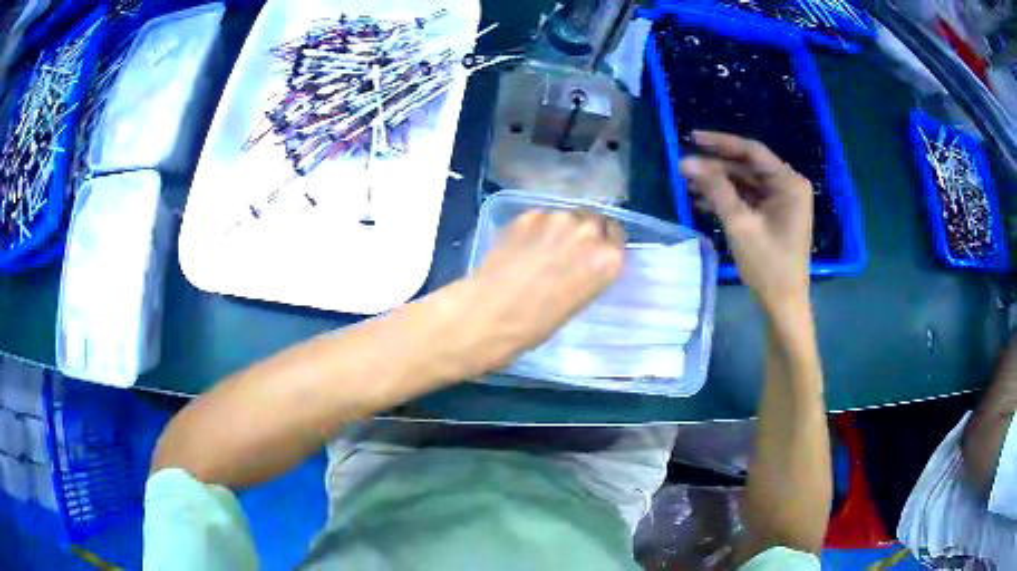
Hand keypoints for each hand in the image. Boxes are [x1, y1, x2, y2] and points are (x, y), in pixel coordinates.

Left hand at [451, 210, 625, 376]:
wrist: (491, 313)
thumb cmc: (538, 323)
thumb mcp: (580, 300)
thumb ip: (590, 272)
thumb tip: (584, 261)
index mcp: (609, 259)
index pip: (617, 236)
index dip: (604, 243)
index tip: (593, 252)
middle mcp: (588, 231)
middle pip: (594, 219)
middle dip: (584, 231)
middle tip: (568, 249)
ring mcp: (557, 218)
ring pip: (566, 215)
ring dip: (559, 228)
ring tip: (541, 248)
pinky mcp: (528, 214)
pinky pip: (540, 217)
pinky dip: (536, 228)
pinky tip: (521, 246)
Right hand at [680, 131, 812, 311]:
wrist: (783, 304)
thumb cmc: (768, 265)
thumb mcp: (740, 223)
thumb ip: (715, 188)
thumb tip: (686, 161)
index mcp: (789, 183)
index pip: (752, 151)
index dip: (720, 142)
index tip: (692, 137)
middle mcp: (789, 186)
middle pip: (748, 166)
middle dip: (717, 166)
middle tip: (686, 165)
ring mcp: (783, 202)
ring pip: (746, 182)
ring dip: (719, 183)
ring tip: (688, 183)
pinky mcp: (776, 215)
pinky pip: (750, 198)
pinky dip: (729, 198)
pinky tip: (703, 200)